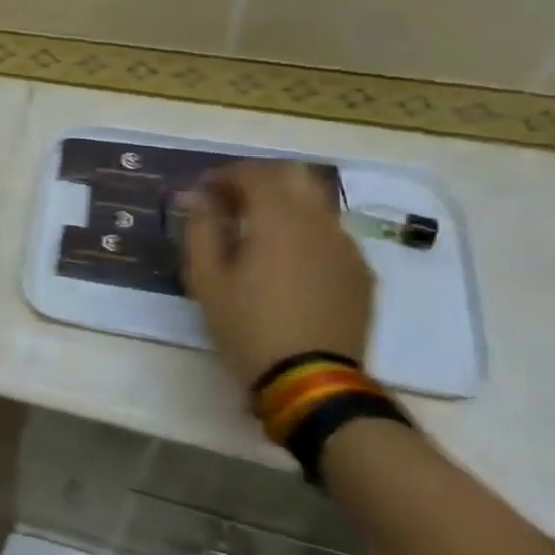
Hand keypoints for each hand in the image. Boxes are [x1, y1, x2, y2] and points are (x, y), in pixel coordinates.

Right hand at [180, 160, 373, 387]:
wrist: (311, 381)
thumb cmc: (247, 326)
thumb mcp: (206, 279)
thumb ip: (199, 229)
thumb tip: (194, 197)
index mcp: (279, 219)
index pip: (254, 172)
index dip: (225, 174)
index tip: (203, 190)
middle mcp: (319, 222)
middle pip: (294, 174)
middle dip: (259, 178)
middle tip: (232, 199)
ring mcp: (346, 247)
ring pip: (316, 202)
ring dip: (285, 203)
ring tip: (257, 230)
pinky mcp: (360, 273)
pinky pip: (331, 234)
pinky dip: (305, 230)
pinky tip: (287, 260)